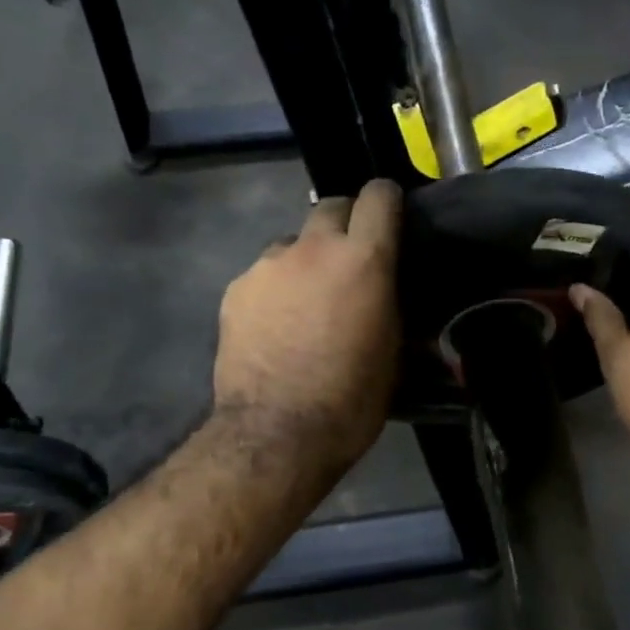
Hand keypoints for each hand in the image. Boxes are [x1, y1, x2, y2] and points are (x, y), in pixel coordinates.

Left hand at [214, 179, 401, 473]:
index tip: (391, 219)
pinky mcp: (236, 288)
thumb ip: (392, 306)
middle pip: (331, 206)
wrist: (277, 433)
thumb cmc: (351, 399)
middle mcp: (314, 248)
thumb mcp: (393, 354)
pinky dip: (276, 290)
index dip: (388, 202)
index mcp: (363, 260)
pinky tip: (276, 327)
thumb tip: (392, 294)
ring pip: (294, 243)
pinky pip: (264, 275)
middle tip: (349, 263)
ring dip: (306, 261)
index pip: (380, 196)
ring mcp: (268, 265)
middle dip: (345, 225)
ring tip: (307, 304)